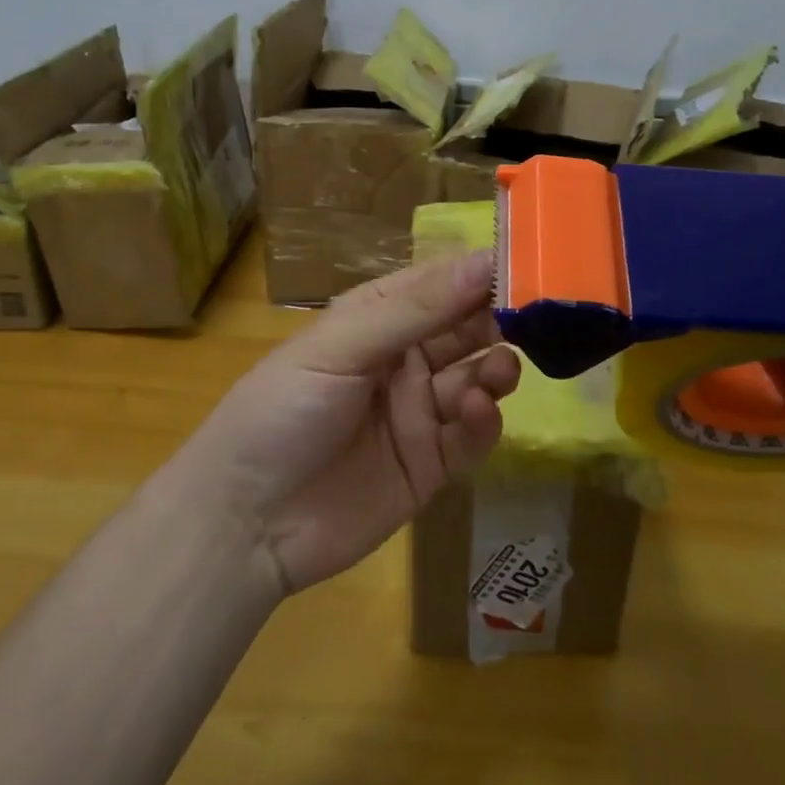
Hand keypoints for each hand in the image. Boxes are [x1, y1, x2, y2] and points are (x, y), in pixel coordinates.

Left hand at [179, 251, 521, 596]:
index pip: (441, 284)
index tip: (530, 264)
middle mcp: (403, 359)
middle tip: (538, 319)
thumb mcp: (342, 346)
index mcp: (377, 319)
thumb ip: (416, 308)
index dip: (481, 273)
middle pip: (467, 329)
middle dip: (499, 321)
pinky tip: (476, 412)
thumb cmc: (283, 410)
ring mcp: (419, 412)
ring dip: (495, 369)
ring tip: (500, 370)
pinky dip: (482, 421)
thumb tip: (483, 260)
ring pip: (477, 379)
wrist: (246, 523)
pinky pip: (471, 436)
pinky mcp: (431, 464)